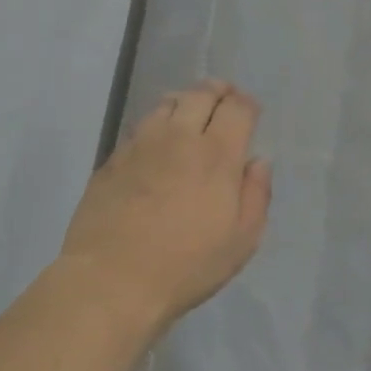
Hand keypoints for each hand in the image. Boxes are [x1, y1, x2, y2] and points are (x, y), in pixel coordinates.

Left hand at [59, 79, 271, 337]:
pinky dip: (157, 124)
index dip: (247, 104)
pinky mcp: (112, 159)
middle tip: (225, 98)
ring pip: (166, 104)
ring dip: (185, 101)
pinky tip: (158, 142)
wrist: (112, 279)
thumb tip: (258, 163)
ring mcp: (140, 145)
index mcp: (217, 155)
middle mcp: (179, 138)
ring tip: (191, 113)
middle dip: (218, 91)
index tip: (251, 111)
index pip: (237, 109)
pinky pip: (140, 127)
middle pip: (201, 94)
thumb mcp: (241, 241)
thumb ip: (256, 195)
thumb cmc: (186, 266)